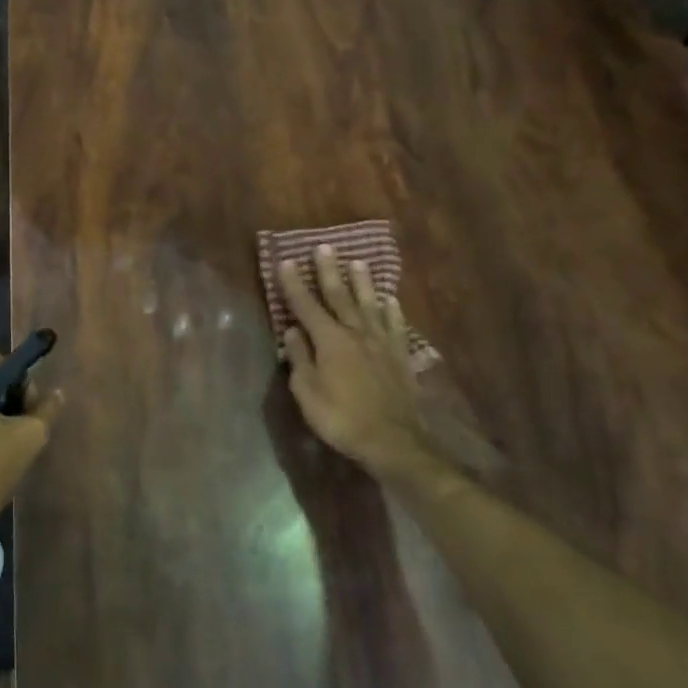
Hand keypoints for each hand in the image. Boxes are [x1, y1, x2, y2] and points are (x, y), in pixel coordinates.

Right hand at [279, 246, 448, 480]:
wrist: (393, 440)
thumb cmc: (341, 418)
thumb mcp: (307, 392)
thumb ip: (299, 358)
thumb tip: (292, 331)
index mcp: (329, 341)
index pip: (306, 306)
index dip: (294, 284)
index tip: (287, 261)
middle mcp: (356, 333)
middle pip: (340, 296)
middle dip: (329, 271)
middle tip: (324, 247)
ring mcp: (382, 343)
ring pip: (370, 304)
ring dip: (362, 282)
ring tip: (358, 262)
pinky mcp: (400, 356)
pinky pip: (395, 325)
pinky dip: (392, 310)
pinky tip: (390, 300)